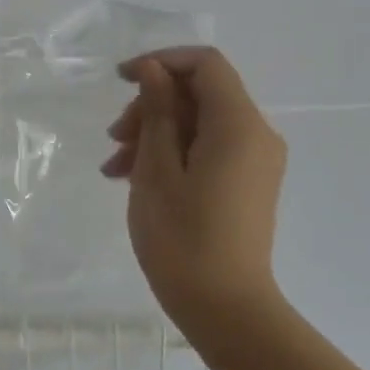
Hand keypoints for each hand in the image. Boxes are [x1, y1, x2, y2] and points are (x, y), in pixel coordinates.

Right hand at [101, 47, 287, 329]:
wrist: (224, 307)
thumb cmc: (182, 236)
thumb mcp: (157, 167)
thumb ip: (158, 111)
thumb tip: (153, 70)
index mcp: (238, 125)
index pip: (205, 65)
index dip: (161, 62)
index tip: (120, 80)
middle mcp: (256, 134)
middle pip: (200, 94)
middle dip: (151, 105)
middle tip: (113, 138)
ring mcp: (255, 161)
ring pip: (199, 123)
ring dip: (154, 133)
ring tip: (114, 168)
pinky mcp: (247, 182)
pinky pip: (207, 148)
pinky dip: (172, 153)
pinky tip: (135, 179)